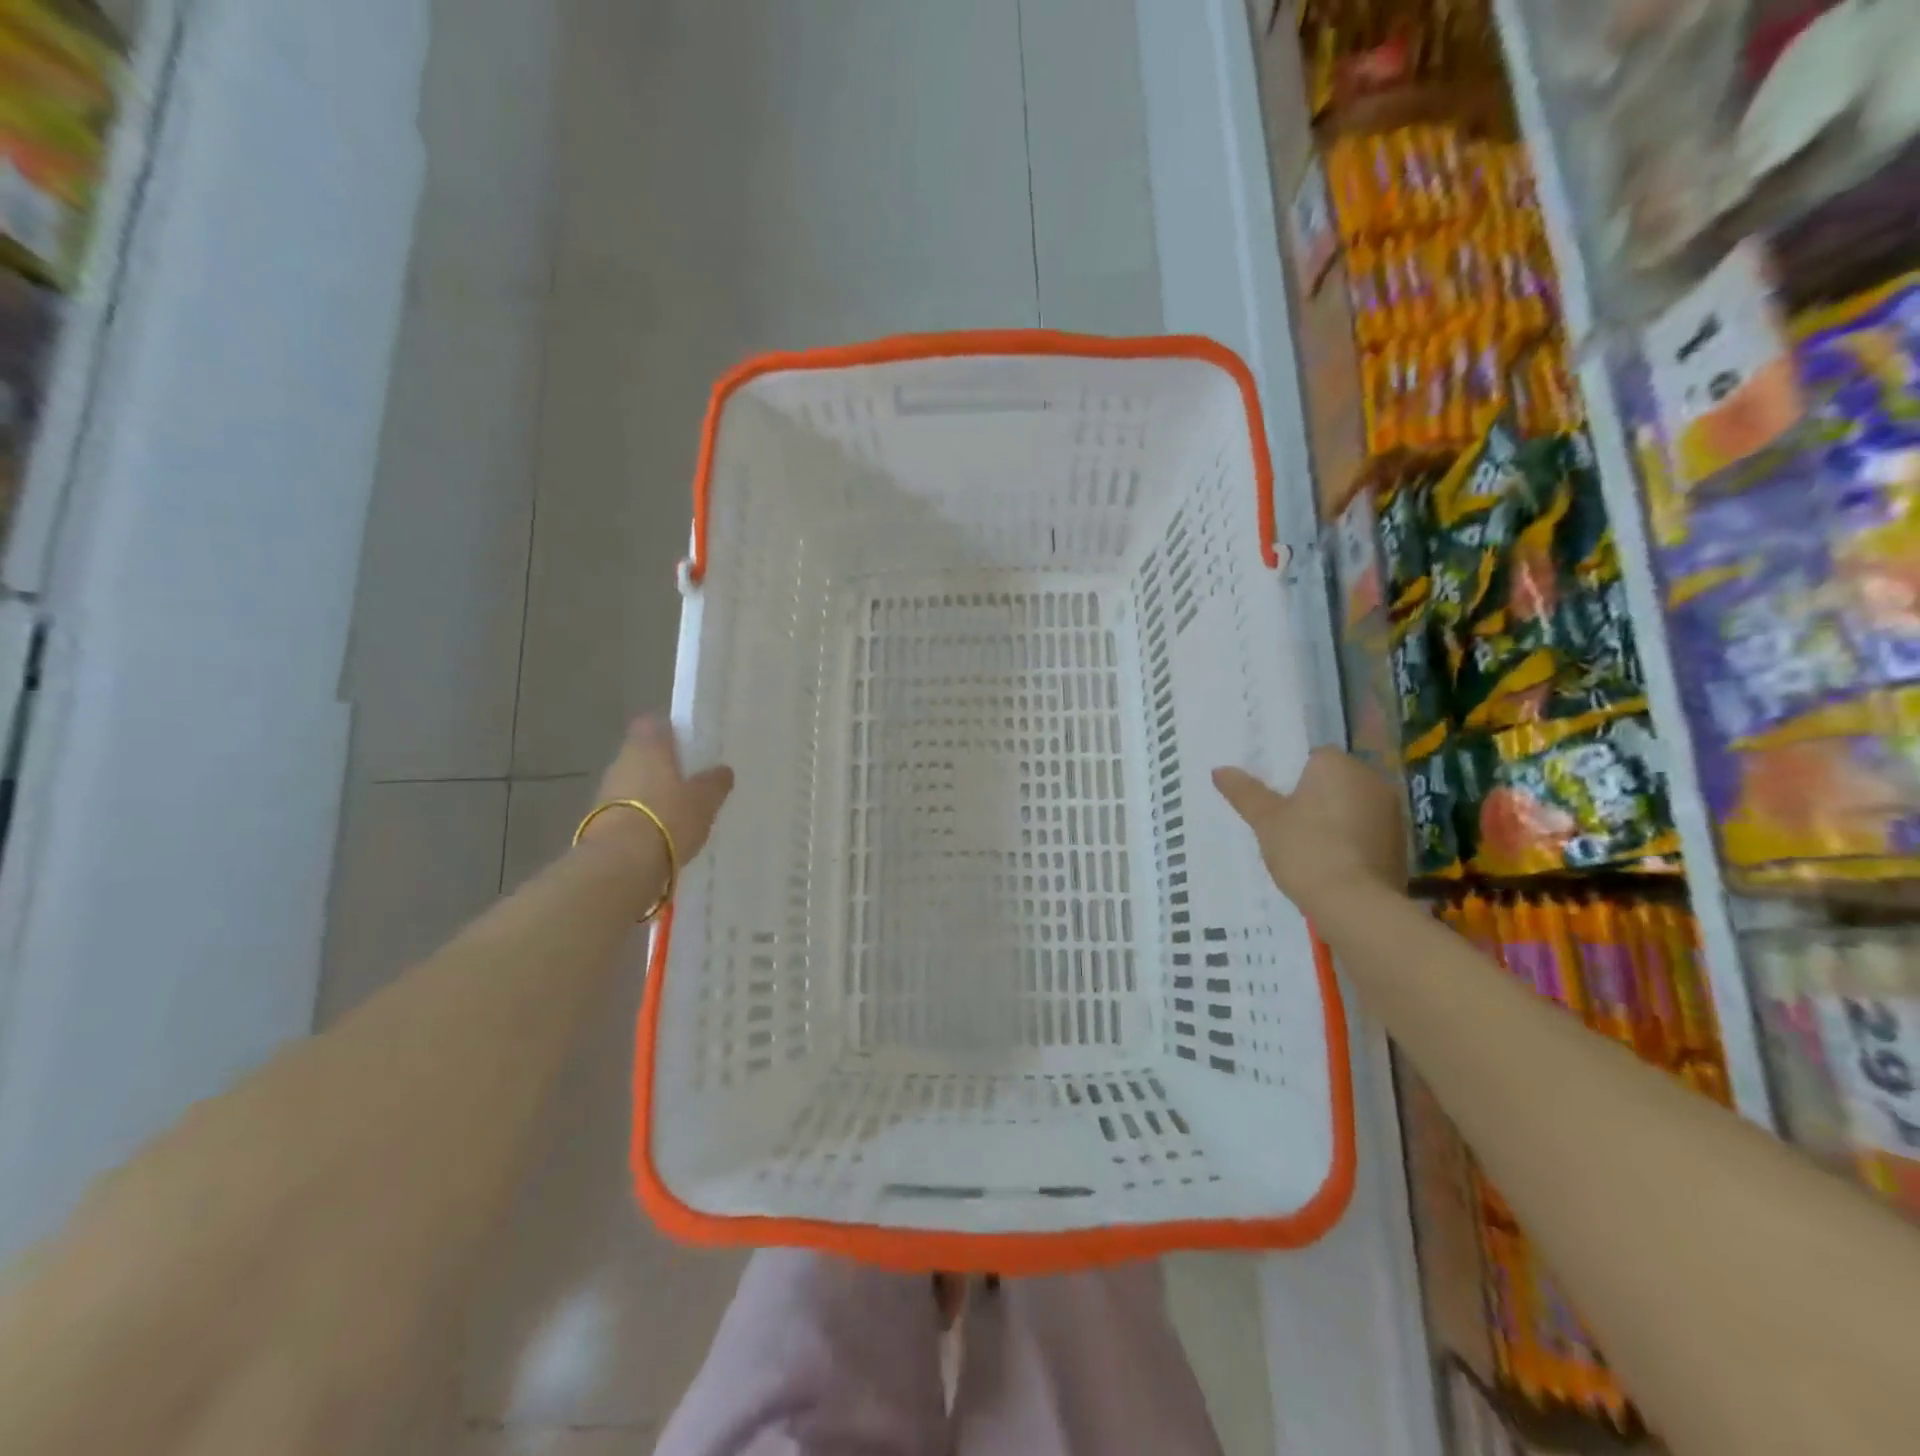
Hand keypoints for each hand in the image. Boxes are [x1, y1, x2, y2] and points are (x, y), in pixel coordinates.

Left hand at [585, 716, 734, 865]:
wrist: (622, 861)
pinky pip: (626, 809)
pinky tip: (660, 834)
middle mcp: (621, 761)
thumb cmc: (669, 816)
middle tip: (690, 783)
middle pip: (643, 755)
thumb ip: (715, 782)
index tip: (689, 747)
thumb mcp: (705, 799)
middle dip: (663, 767)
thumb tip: (722, 771)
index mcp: (647, 745)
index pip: (653, 724)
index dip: (670, 732)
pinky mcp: (598, 820)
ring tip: (678, 814)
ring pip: (633, 783)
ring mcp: (605, 791)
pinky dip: (641, 817)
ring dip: (651, 794)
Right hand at [1213, 748, 1407, 912]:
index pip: (1313, 757)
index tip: (1277, 802)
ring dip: (1336, 819)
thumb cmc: (1305, 849)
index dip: (1292, 778)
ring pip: (1353, 806)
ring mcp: (1392, 811)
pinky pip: (1368, 831)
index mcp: (1337, 764)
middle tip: (1287, 825)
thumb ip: (1244, 792)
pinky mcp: (1401, 842)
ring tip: (1309, 848)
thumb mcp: (1265, 820)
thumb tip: (1219, 770)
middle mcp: (1371, 779)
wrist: (1354, 903)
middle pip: (1335, 781)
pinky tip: (1333, 864)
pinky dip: (1352, 841)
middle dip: (1315, 797)